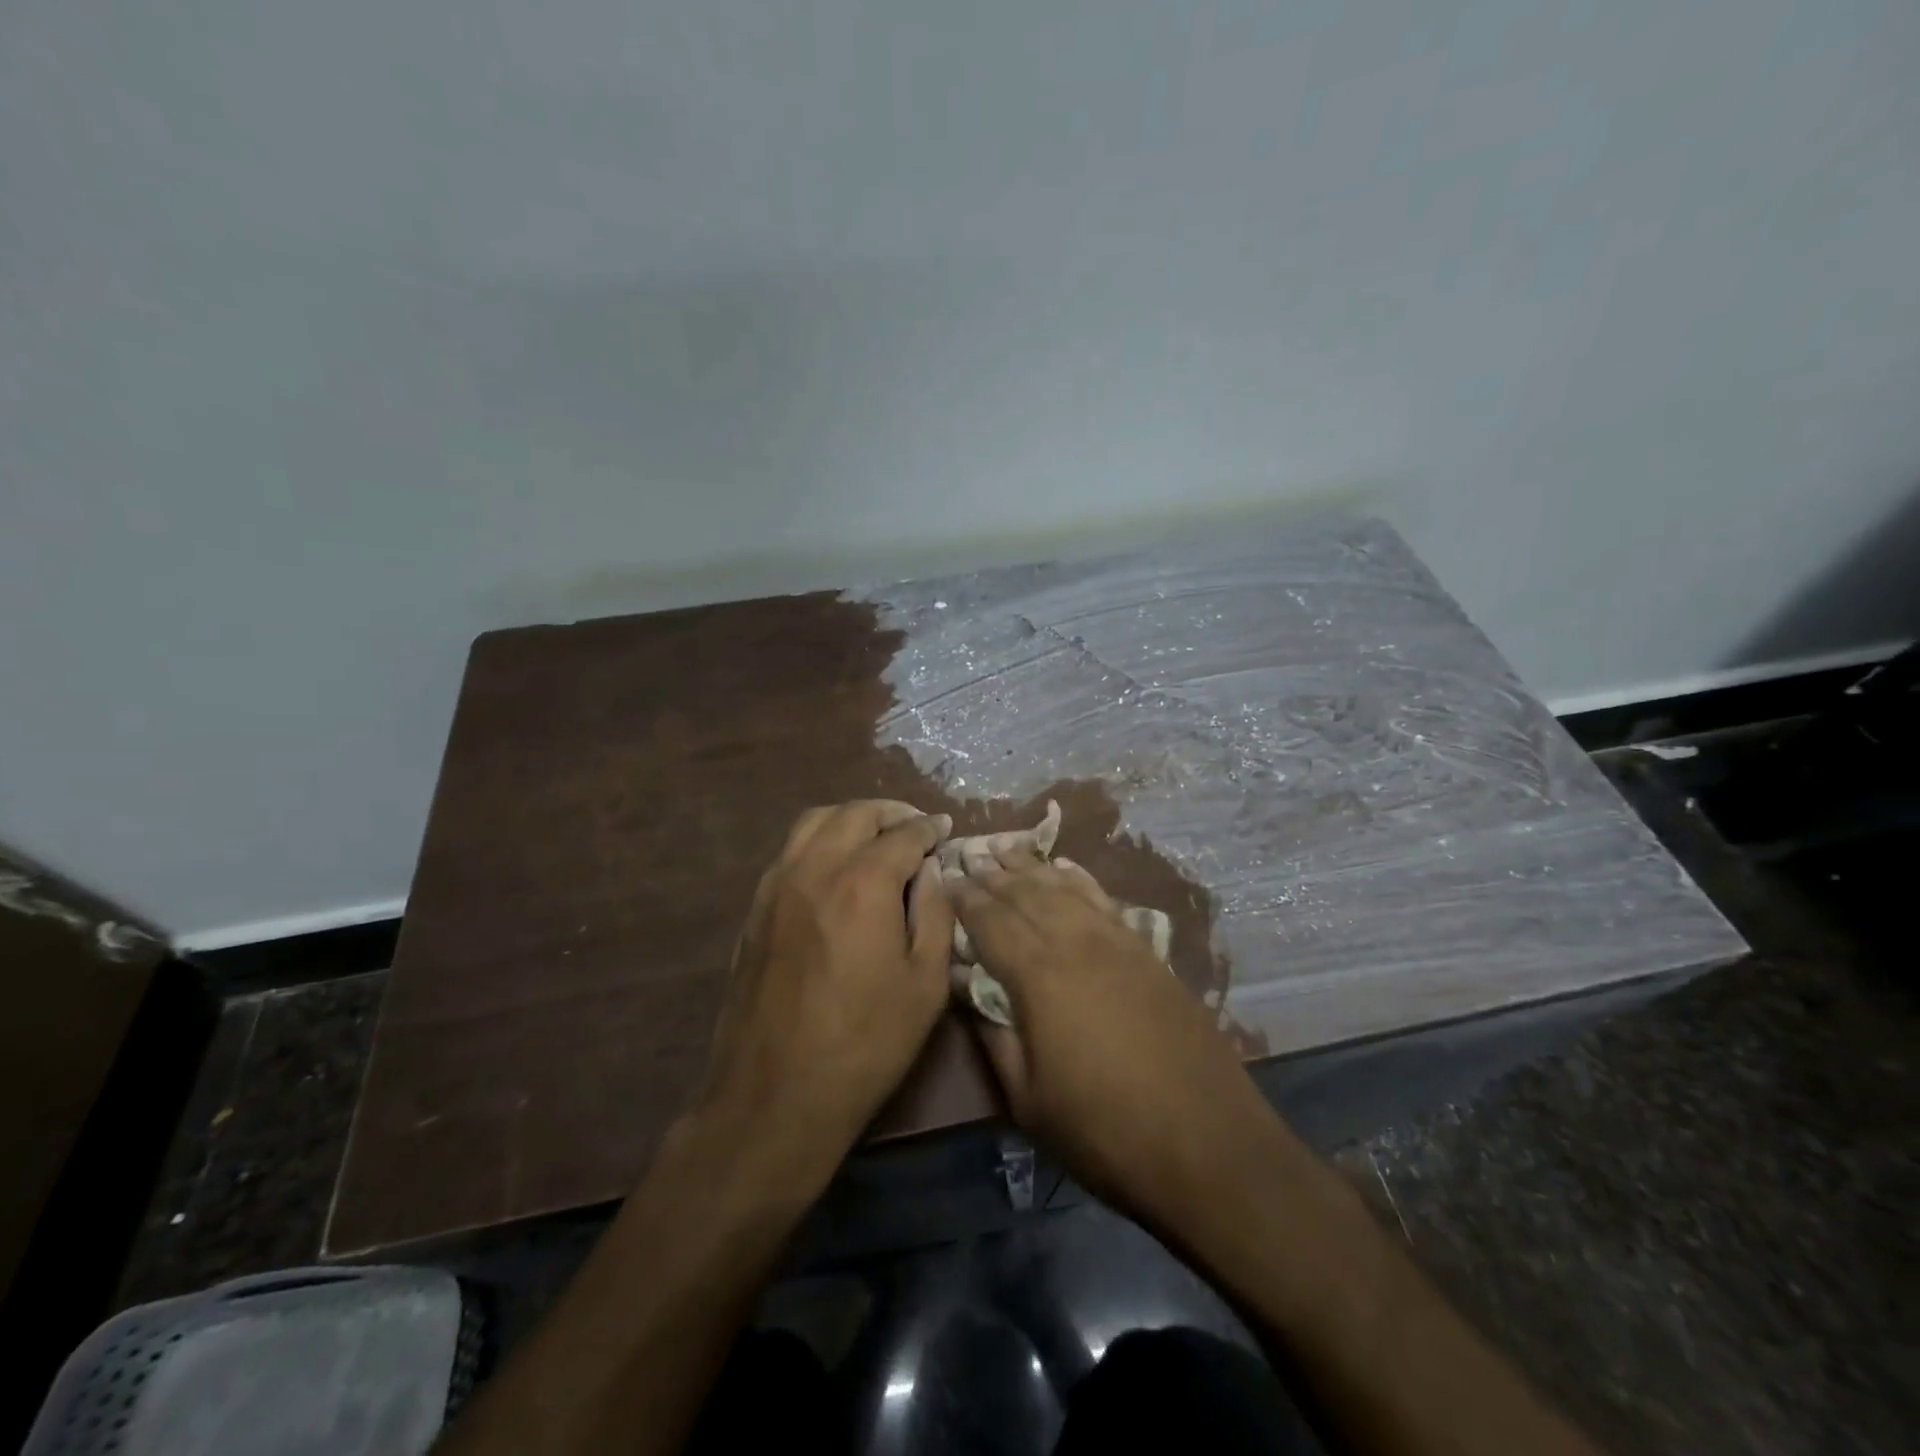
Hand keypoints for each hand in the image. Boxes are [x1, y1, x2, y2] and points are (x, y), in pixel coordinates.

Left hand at [697, 800, 954, 1173]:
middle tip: (915, 827)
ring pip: (814, 822)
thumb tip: (932, 871)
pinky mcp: (755, 908)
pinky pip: (789, 851)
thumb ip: (935, 914)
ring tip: (875, 837)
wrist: (775, 1095)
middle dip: (891, 813)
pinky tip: (836, 867)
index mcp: (863, 883)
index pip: (903, 835)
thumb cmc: (865, 1043)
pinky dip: (819, 841)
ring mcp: (777, 885)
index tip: (944, 830)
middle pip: (854, 814)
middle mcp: (815, 868)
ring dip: (850, 818)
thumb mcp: (926, 984)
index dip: (929, 829)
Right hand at [949, 853, 1279, 1235]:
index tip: (943, 879)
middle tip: (968, 855)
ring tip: (1006, 848)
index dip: (963, 898)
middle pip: (1026, 894)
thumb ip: (991, 1034)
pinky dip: (1080, 880)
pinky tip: (1067, 869)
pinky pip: (1104, 900)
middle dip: (993, 873)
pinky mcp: (1148, 953)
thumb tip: (963, 985)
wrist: (1208, 1145)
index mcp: (1039, 975)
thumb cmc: (1104, 1130)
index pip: (990, 920)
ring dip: (1032, 867)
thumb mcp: (1028, 1097)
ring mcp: (1118, 943)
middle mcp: (1077, 942)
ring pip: (1065, 889)